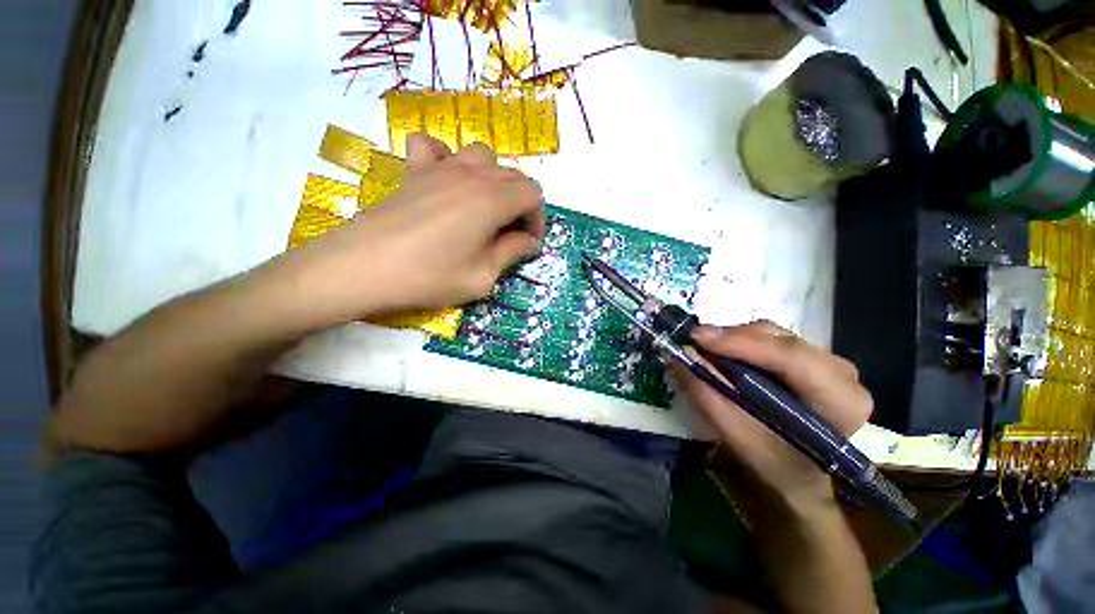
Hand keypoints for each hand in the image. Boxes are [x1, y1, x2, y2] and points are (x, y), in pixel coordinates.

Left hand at [280, 134, 544, 323]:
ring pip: (483, 157)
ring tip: (484, 208)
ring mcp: (440, 167)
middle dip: (520, 205)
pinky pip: (434, 147)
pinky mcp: (413, 171)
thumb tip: (529, 241)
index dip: (537, 219)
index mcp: (492, 199)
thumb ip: (512, 253)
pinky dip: (446, 159)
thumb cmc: (429, 276)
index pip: (533, 195)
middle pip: (513, 176)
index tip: (527, 244)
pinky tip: (444, 182)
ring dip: (493, 181)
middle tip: (509, 235)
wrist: (361, 268)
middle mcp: (471, 174)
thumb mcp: (483, 276)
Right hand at [679, 321, 872, 517]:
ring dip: (734, 339)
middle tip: (693, 344)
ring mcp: (827, 361)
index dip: (740, 343)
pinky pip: (770, 339)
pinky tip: (723, 354)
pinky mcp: (809, 357)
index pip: (791, 358)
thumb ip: (710, 399)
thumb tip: (679, 359)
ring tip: (704, 350)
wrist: (802, 476)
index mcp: (840, 400)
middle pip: (781, 340)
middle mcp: (841, 372)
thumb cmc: (777, 467)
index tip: (696, 338)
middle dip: (732, 339)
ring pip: (773, 334)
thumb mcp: (740, 440)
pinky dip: (741, 342)